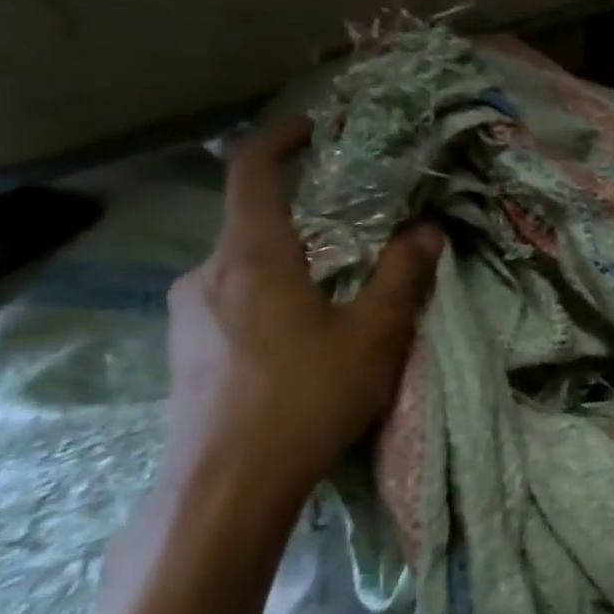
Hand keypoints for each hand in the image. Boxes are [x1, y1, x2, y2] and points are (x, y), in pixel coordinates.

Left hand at [162, 118, 443, 522]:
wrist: (226, 487)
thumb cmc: (306, 397)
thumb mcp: (374, 334)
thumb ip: (401, 274)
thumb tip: (427, 228)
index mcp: (251, 256)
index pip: (251, 171)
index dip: (281, 138)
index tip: (316, 126)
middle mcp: (206, 274)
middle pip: (254, 221)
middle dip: (307, 214)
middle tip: (359, 227)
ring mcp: (188, 314)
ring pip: (245, 265)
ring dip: (292, 260)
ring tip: (340, 287)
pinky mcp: (187, 349)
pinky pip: (233, 299)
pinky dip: (272, 293)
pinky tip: (305, 335)